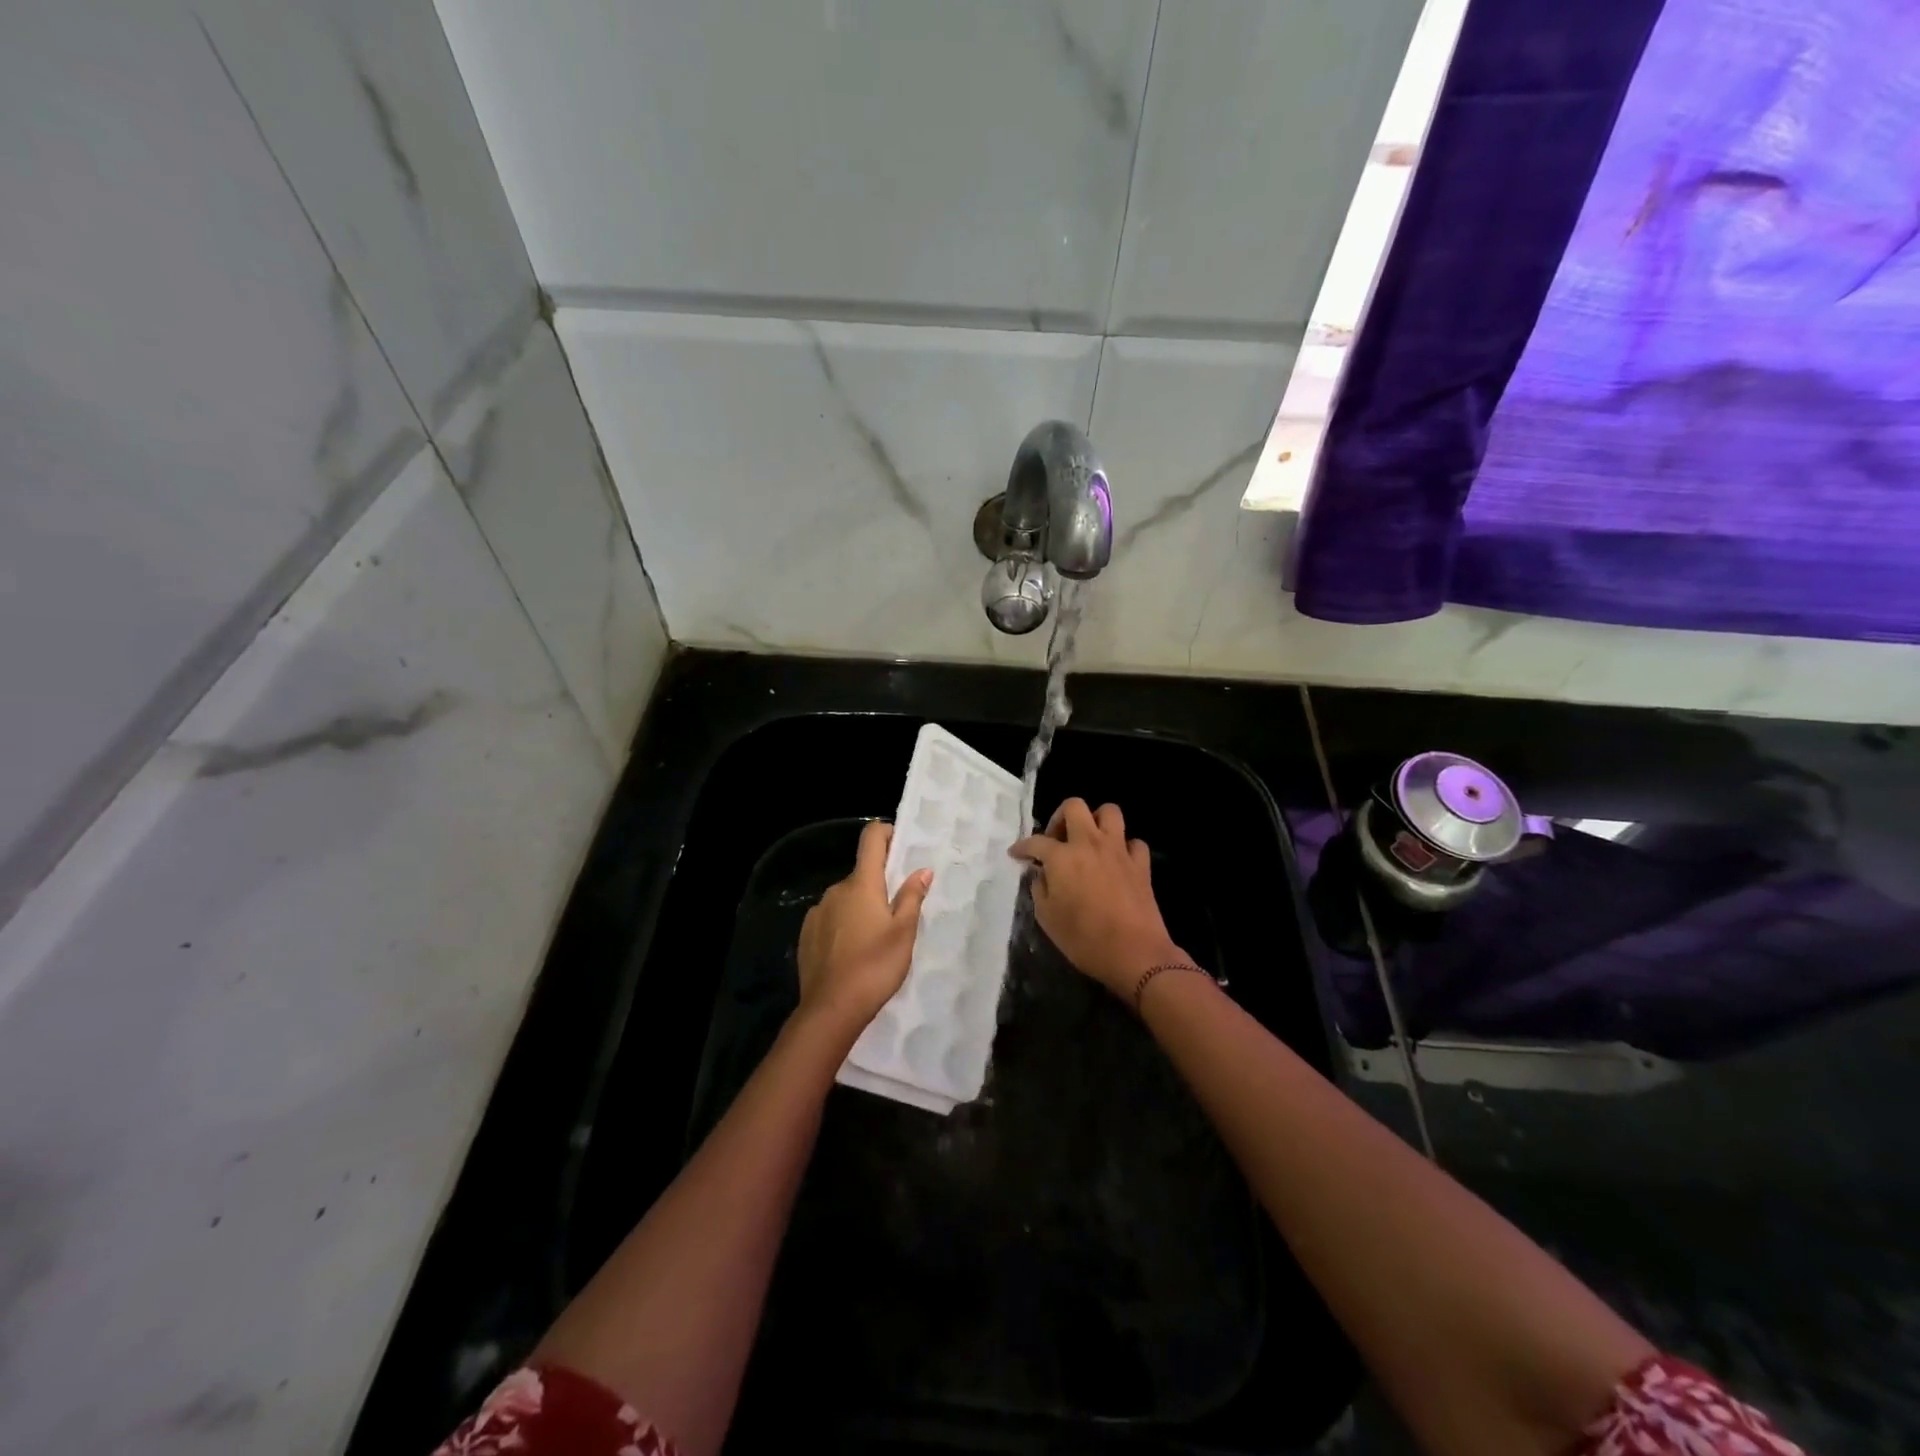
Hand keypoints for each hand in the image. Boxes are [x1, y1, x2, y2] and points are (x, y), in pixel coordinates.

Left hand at [797, 820, 932, 1031]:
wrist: (831, 1008)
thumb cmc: (875, 966)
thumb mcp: (904, 932)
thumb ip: (912, 897)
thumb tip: (921, 870)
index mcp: (861, 884)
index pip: (871, 838)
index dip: (887, 833)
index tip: (902, 847)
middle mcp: (836, 890)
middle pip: (861, 874)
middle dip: (879, 885)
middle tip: (898, 912)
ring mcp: (817, 912)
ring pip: (846, 898)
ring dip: (861, 907)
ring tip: (876, 938)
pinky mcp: (806, 934)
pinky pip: (831, 918)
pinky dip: (844, 925)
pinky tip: (853, 952)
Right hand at [1010, 798, 1183, 999]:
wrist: (1134, 953)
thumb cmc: (1084, 939)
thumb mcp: (1047, 918)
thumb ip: (1040, 889)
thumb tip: (1042, 875)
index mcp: (1062, 857)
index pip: (1035, 841)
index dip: (1022, 847)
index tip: (1016, 854)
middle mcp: (1089, 844)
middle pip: (1074, 806)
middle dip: (1060, 817)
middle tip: (1056, 840)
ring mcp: (1118, 850)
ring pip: (1109, 812)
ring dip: (1096, 821)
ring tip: (1088, 841)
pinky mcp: (1141, 864)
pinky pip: (1133, 842)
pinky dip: (1124, 847)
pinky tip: (1117, 862)